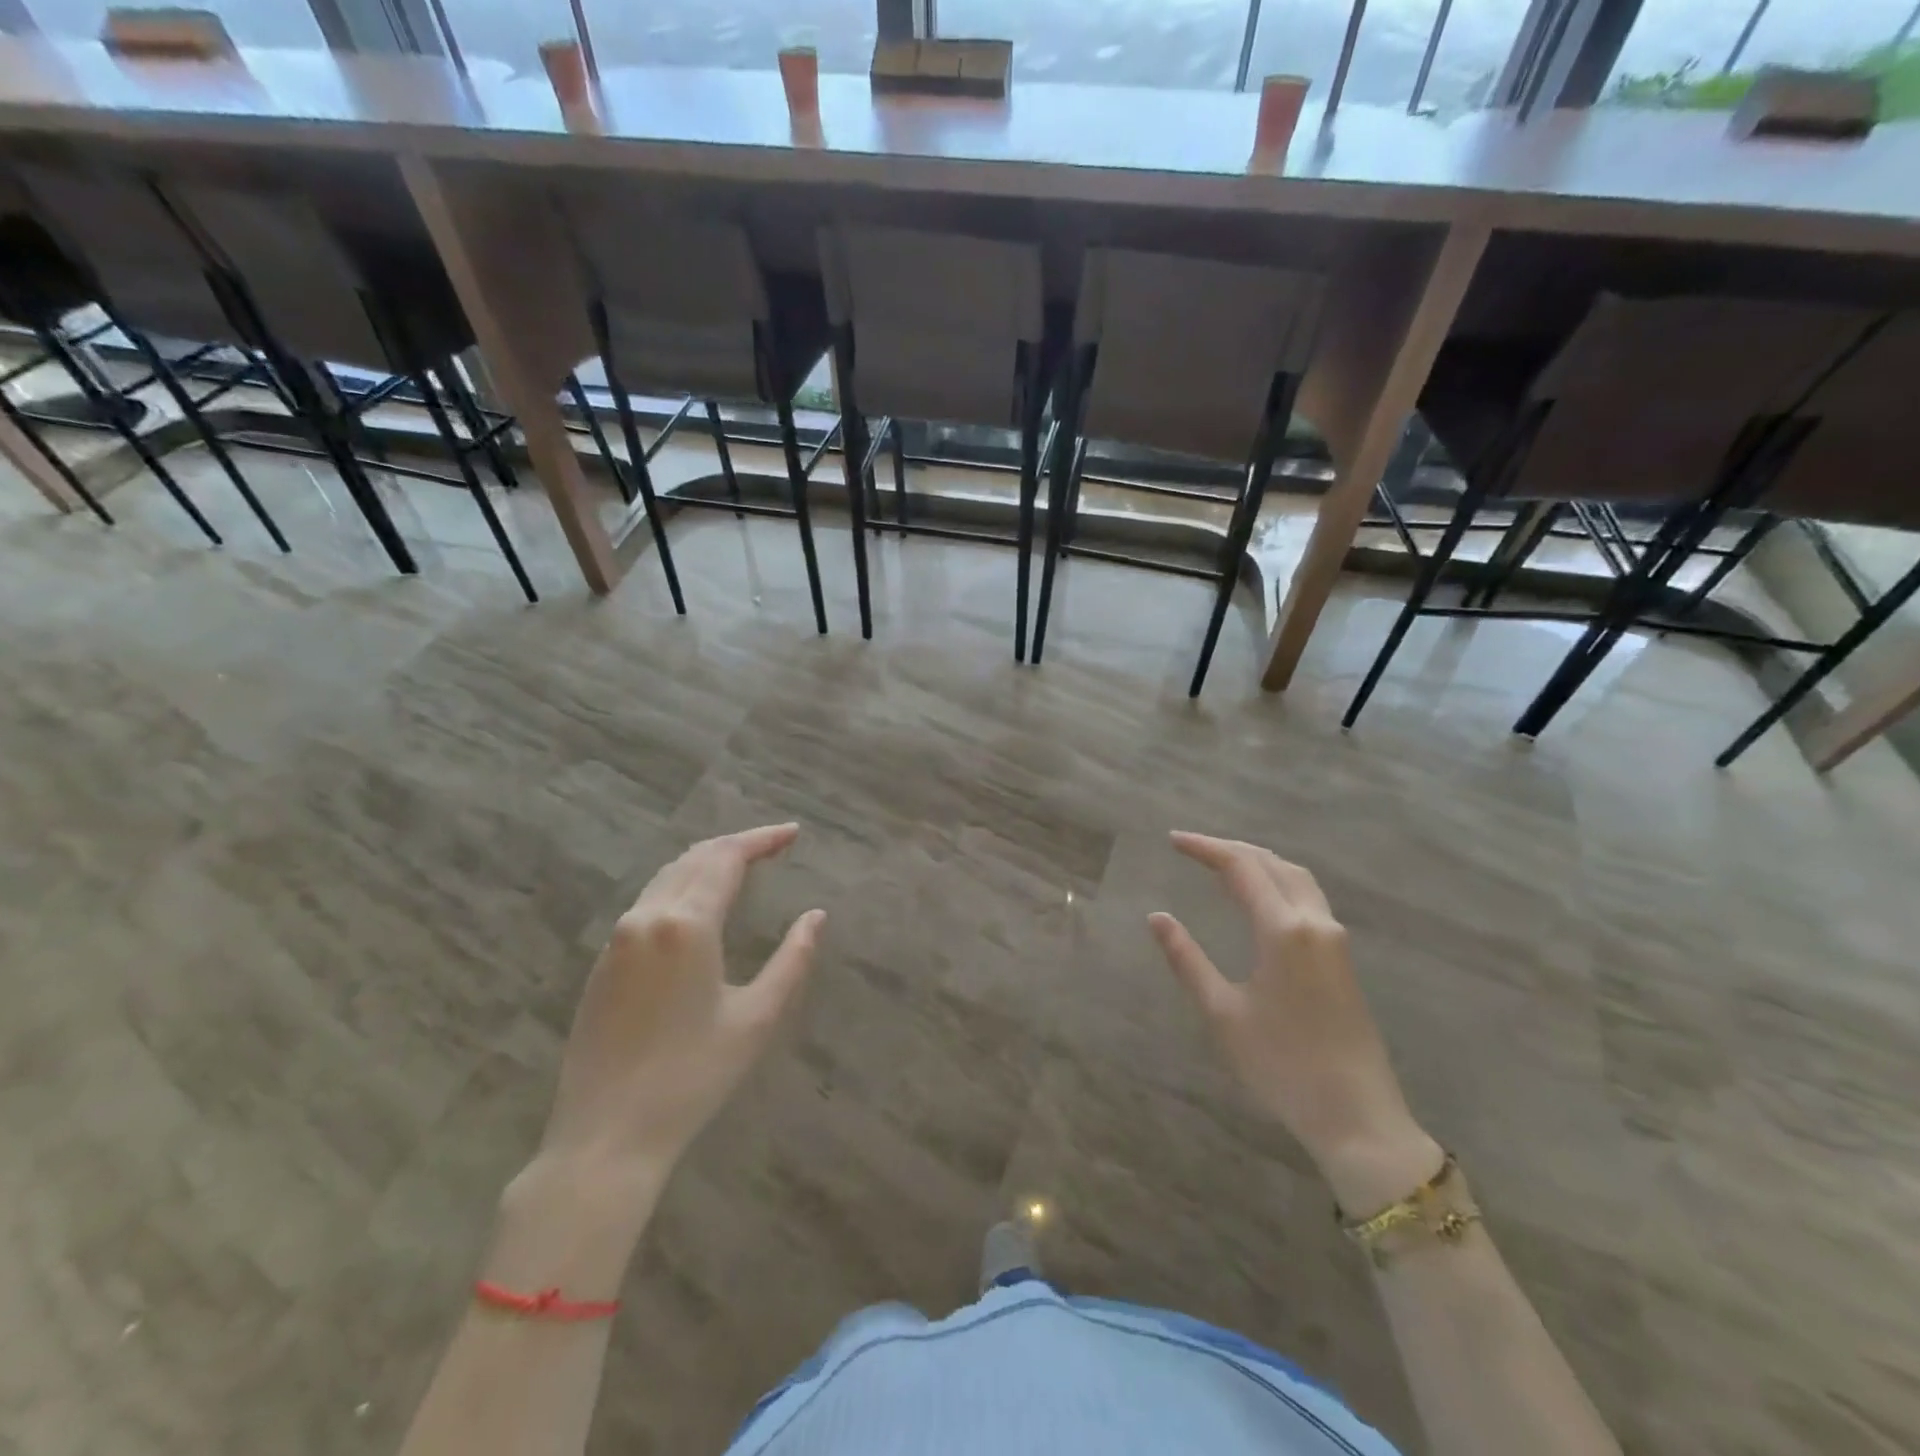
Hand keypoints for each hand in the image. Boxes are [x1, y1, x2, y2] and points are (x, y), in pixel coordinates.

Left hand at [535, 823, 824, 1177]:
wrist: (605, 1136)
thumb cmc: (692, 1078)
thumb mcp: (757, 1018)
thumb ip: (793, 959)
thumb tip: (816, 916)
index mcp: (686, 925)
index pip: (727, 858)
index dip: (762, 839)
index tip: (793, 832)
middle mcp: (647, 917)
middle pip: (696, 858)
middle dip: (736, 844)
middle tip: (774, 844)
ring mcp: (618, 938)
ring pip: (668, 876)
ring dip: (707, 861)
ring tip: (743, 864)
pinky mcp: (603, 961)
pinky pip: (648, 901)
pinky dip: (681, 885)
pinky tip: (699, 902)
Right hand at [1149, 831, 1440, 1213]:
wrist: (1357, 1116)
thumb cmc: (1282, 1066)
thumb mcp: (1222, 1013)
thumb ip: (1187, 959)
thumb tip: (1157, 917)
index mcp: (1283, 930)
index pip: (1242, 868)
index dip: (1206, 849)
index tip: (1173, 841)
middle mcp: (1314, 922)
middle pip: (1272, 863)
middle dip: (1231, 849)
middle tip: (1191, 848)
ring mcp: (1334, 939)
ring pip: (1296, 877)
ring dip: (1258, 861)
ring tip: (1222, 864)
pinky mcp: (1342, 957)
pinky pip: (1307, 897)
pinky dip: (1277, 881)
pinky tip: (1259, 897)